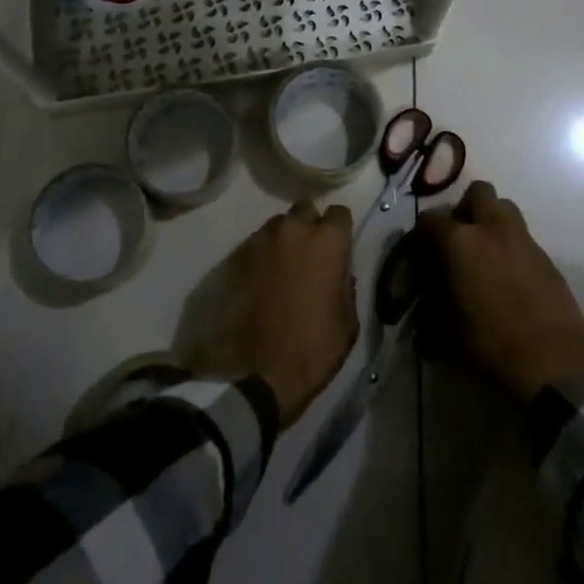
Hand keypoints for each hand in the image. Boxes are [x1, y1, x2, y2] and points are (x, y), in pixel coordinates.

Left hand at [190, 201, 357, 426]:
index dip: (340, 232)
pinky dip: (262, 255)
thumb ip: (346, 286)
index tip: (339, 250)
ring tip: (283, 267)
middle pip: (305, 210)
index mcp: (327, 242)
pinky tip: (262, 280)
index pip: (340, 213)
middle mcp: (293, 230)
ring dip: (284, 239)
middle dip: (310, 226)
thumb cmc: (311, 349)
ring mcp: (260, 240)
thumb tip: (339, 273)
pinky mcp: (235, 256)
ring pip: (277, 224)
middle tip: (311, 255)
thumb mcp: (347, 324)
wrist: (253, 373)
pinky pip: (256, 244)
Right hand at [418, 181, 583, 399]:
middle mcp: (491, 228)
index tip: (418, 255)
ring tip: (484, 252)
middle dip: (465, 208)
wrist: (556, 362)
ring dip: (491, 221)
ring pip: (504, 208)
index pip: (429, 220)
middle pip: (477, 192)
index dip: (420, 236)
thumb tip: (425, 300)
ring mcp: (523, 239)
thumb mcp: (447, 328)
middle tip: (458, 238)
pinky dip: (510, 246)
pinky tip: (507, 276)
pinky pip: (522, 236)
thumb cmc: (491, 343)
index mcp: (459, 241)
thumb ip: (432, 303)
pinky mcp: (546, 257)